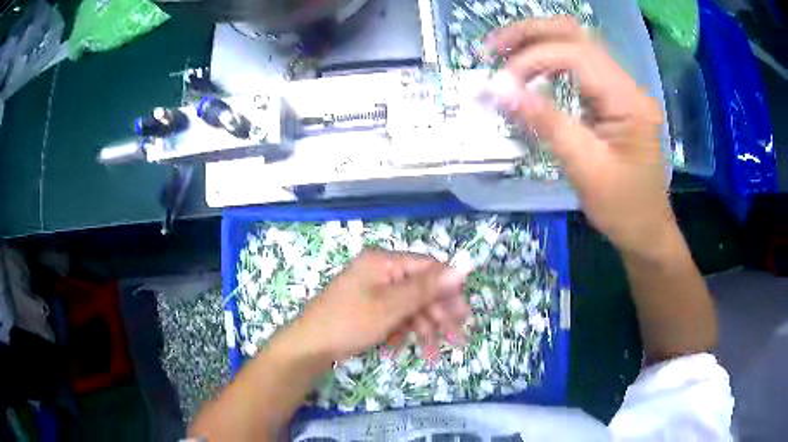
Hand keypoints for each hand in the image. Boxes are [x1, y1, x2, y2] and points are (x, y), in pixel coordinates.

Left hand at [293, 249, 467, 361]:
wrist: (310, 346)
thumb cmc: (349, 322)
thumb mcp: (391, 306)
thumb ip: (427, 288)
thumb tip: (463, 267)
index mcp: (384, 262)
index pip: (428, 268)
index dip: (448, 290)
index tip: (464, 314)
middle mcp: (380, 272)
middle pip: (420, 289)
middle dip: (437, 316)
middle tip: (456, 338)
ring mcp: (373, 291)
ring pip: (409, 307)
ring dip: (422, 330)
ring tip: (432, 354)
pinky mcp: (368, 308)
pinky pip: (393, 316)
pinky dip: (400, 332)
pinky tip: (396, 349)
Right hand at [486, 17, 673, 253]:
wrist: (647, 230)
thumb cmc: (623, 209)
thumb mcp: (585, 169)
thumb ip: (546, 123)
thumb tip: (500, 91)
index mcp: (629, 101)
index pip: (577, 55)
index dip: (534, 59)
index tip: (503, 84)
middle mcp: (627, 85)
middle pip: (577, 35)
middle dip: (531, 34)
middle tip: (492, 48)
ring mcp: (621, 89)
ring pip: (576, 44)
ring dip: (536, 43)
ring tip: (501, 54)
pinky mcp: (612, 99)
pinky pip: (577, 66)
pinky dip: (547, 62)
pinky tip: (527, 71)